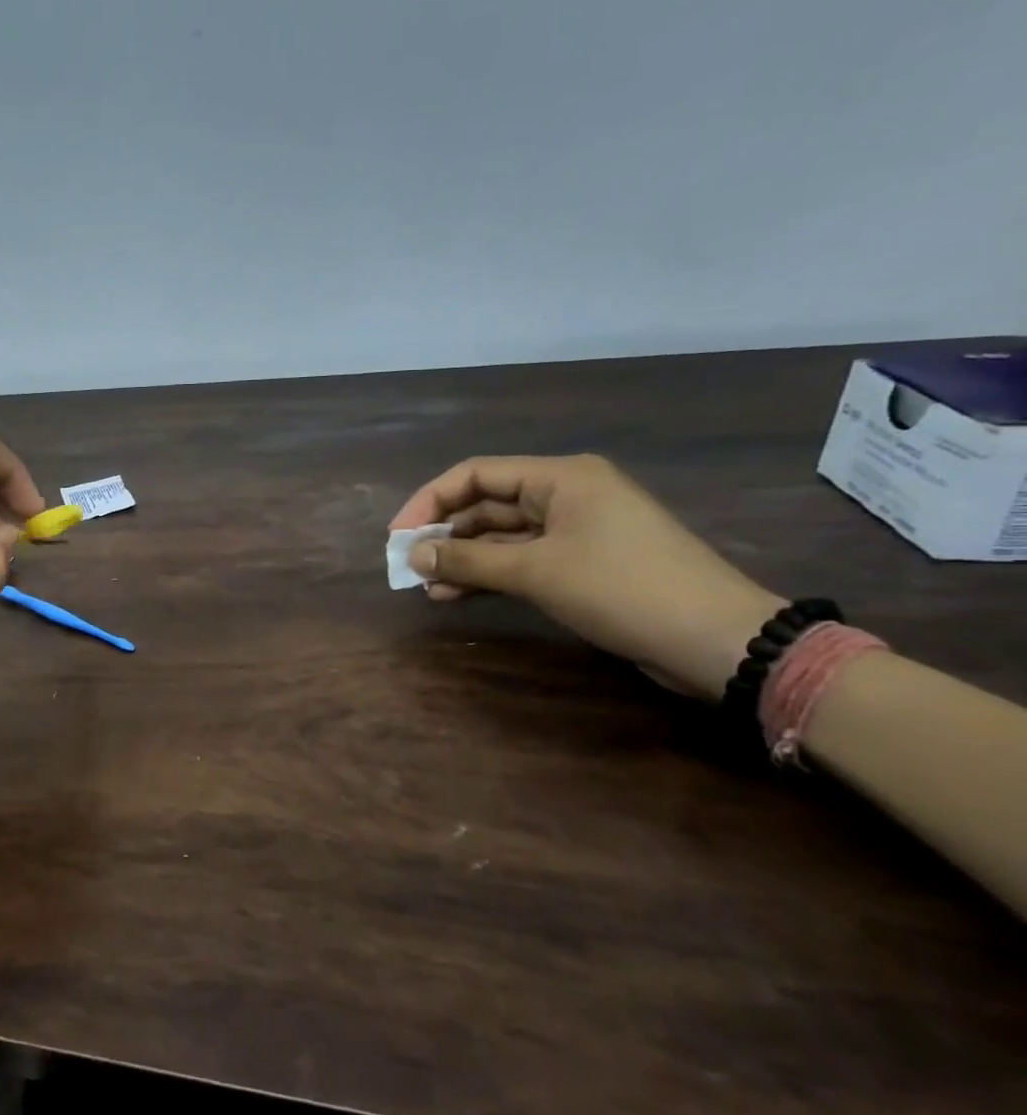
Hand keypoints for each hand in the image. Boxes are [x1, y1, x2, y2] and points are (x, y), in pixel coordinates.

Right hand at [389, 454, 782, 698]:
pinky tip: (456, 594)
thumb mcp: (535, 572)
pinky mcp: (583, 563)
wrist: (717, 640)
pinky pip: (521, 559)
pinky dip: (489, 574)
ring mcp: (576, 531)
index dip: (429, 502)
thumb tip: (411, 555)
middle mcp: (567, 495)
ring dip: (463, 559)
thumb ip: (467, 560)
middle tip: (409, 565)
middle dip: (444, 534)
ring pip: (501, 536)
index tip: (398, 537)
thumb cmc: (621, 588)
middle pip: (486, 504)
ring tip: (427, 587)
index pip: (476, 474)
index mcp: (560, 478)